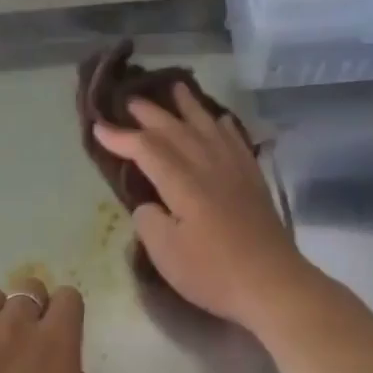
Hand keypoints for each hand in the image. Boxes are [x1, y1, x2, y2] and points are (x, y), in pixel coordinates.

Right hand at [92, 85, 317, 332]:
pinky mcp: (253, 182)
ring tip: (176, 88)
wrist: (273, 285)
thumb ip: (149, 222)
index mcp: (183, 183)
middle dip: (151, 114)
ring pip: (208, 128)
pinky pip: (236, 142)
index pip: (147, 149)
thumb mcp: (166, 255)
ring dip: (189, 107)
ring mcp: (235, 171)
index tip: (98, 127)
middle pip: (176, 130)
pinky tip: (220, 120)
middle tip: (130, 100)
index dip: (121, 137)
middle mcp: (209, 167)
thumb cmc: (214, 273)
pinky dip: (224, 126)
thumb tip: (148, 204)